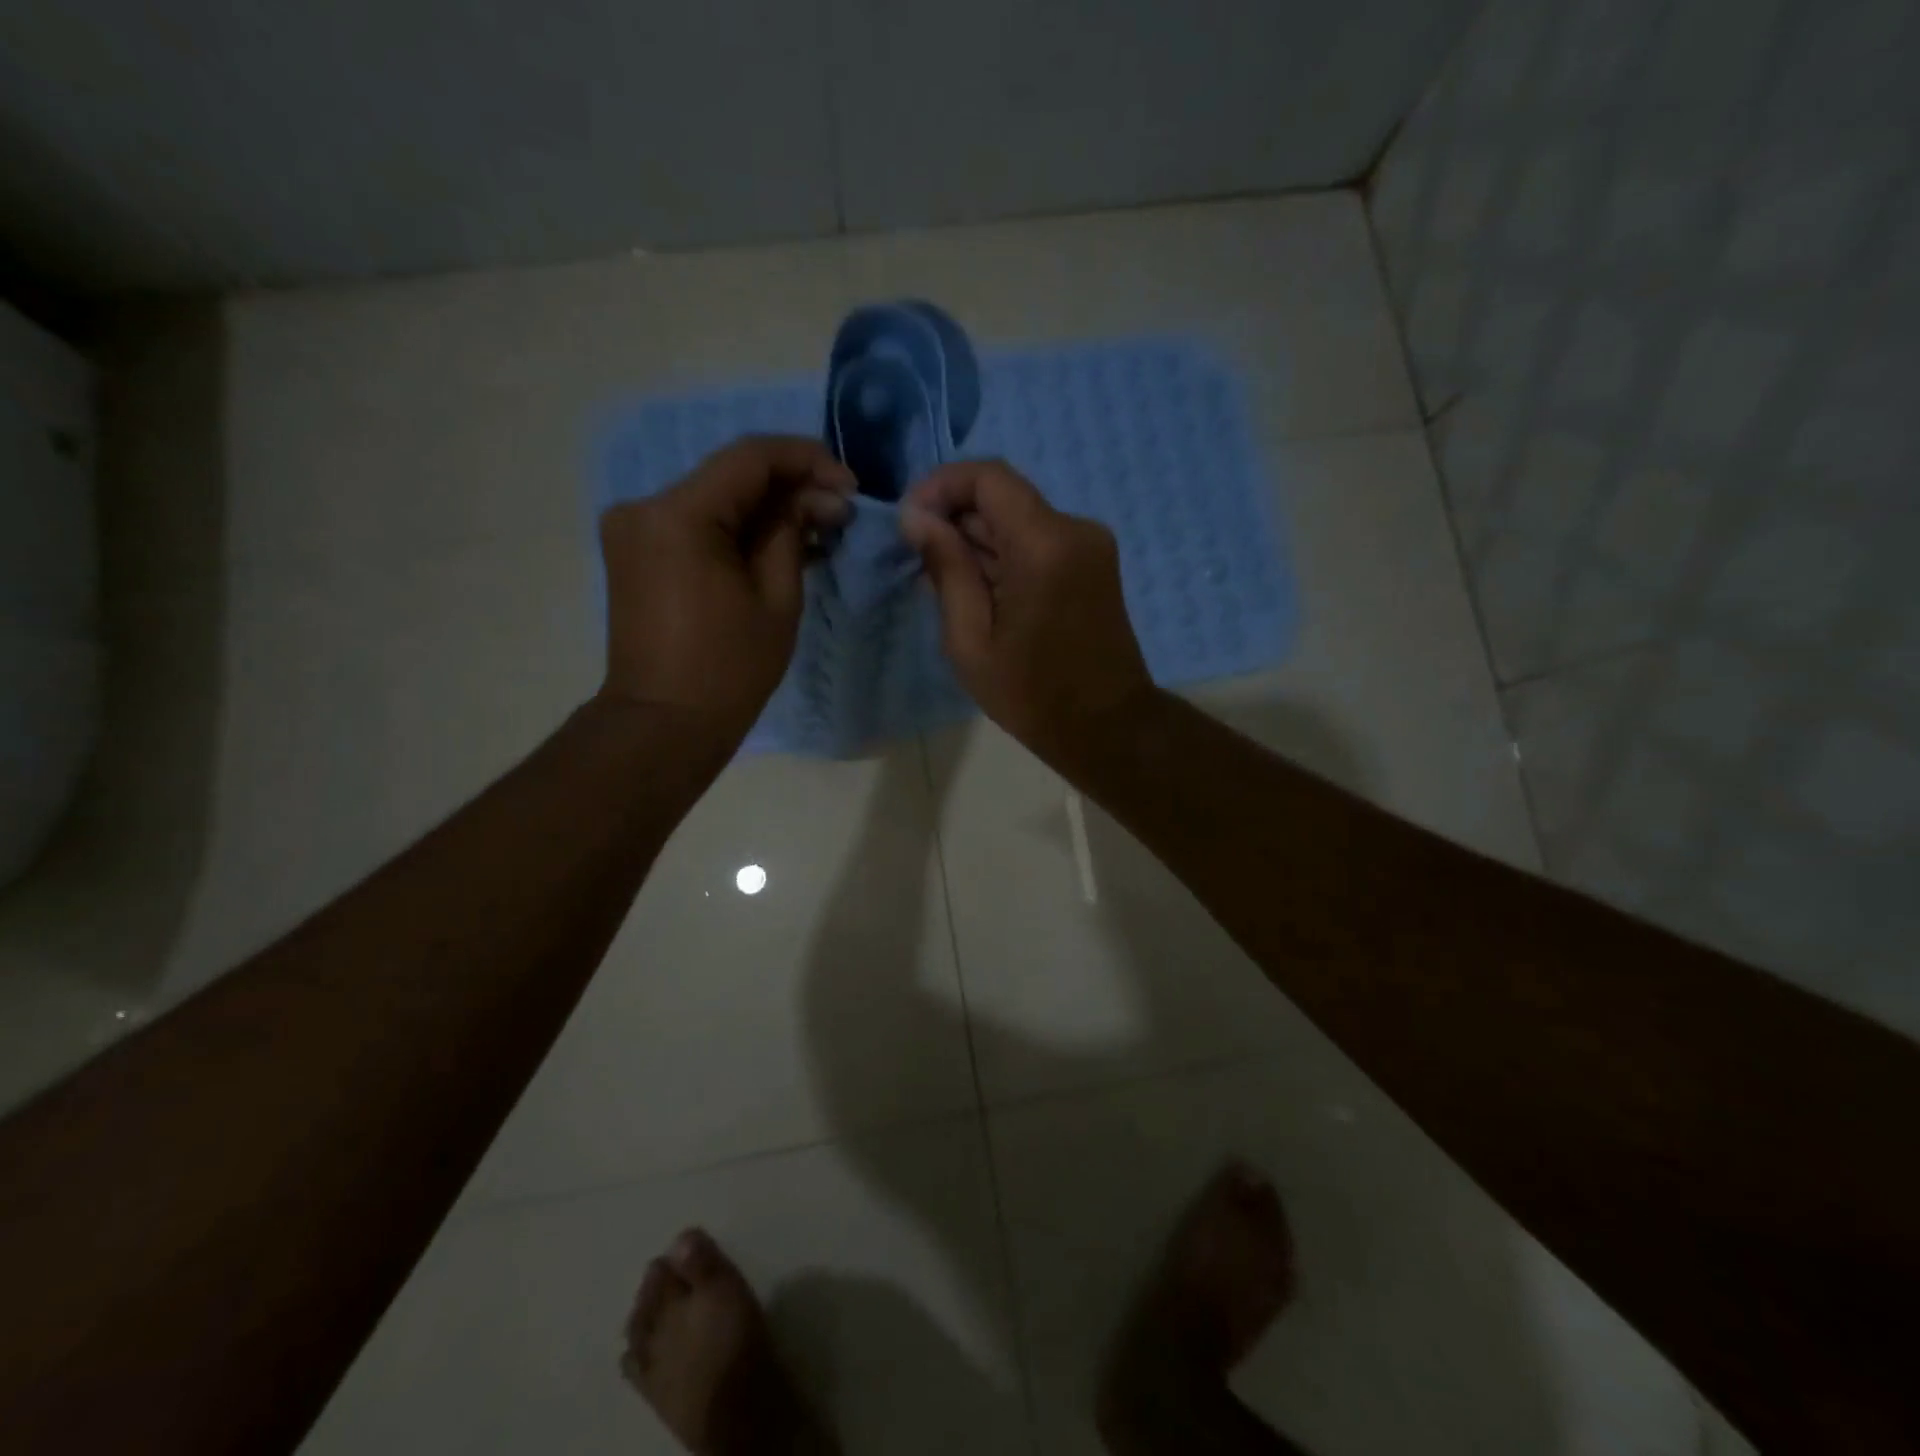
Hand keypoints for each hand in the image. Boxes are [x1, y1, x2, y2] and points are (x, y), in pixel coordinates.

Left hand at [599, 435, 853, 743]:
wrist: (664, 723)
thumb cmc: (729, 668)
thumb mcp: (777, 597)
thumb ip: (794, 531)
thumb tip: (821, 495)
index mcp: (678, 515)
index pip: (750, 457)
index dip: (806, 459)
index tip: (850, 484)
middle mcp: (645, 507)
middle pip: (730, 475)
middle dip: (790, 486)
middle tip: (840, 510)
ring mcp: (635, 529)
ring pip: (715, 498)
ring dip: (767, 508)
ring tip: (818, 528)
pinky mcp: (638, 551)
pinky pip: (697, 523)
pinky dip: (738, 528)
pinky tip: (779, 542)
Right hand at [901, 459, 1153, 761]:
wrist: (1108, 728)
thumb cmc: (1033, 695)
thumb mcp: (971, 641)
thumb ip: (946, 569)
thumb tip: (917, 517)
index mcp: (1045, 545)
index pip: (988, 477)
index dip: (941, 487)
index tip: (910, 521)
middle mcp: (1074, 529)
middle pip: (1003, 498)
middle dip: (954, 519)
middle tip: (919, 562)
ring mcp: (1089, 545)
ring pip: (1018, 520)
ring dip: (977, 542)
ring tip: (942, 585)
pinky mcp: (1093, 563)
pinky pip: (1037, 542)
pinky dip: (1003, 556)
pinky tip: (979, 593)